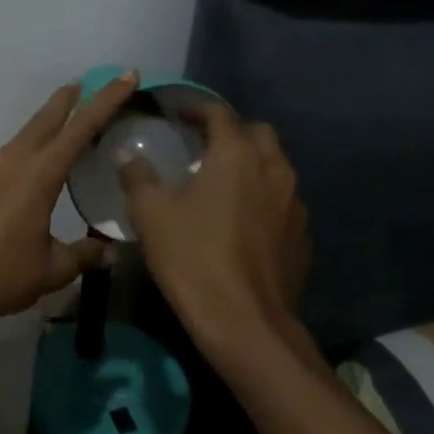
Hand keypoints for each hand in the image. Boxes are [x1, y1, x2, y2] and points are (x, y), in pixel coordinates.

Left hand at [0, 73, 141, 339]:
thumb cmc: (1, 276)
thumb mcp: (52, 269)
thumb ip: (83, 255)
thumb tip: (109, 253)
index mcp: (38, 174)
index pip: (80, 128)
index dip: (106, 100)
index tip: (125, 76)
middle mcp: (12, 162)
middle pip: (46, 120)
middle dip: (69, 100)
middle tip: (87, 84)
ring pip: (25, 135)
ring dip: (47, 124)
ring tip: (66, 122)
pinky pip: (10, 155)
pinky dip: (30, 148)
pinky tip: (35, 166)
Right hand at [119, 104, 318, 372]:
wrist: (247, 325)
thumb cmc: (194, 259)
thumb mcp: (151, 215)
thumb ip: (139, 178)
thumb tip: (131, 158)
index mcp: (237, 156)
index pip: (220, 113)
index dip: (195, 108)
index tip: (175, 114)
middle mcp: (274, 170)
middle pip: (257, 133)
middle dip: (231, 132)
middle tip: (201, 146)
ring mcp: (295, 204)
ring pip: (275, 167)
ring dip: (251, 164)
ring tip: (221, 182)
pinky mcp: (302, 237)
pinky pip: (282, 202)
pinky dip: (263, 198)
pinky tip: (241, 221)